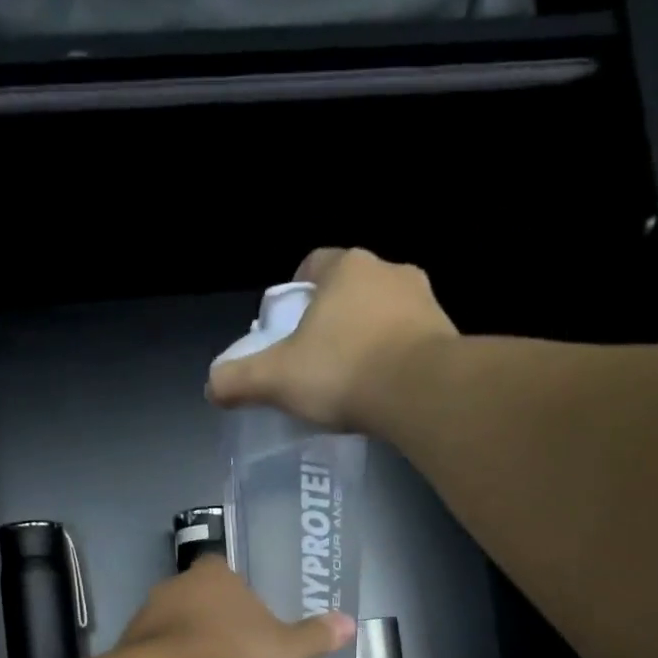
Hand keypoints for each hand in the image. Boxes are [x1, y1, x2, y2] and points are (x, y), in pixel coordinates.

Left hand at [118, 557, 354, 657]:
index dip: (231, 590)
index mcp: (214, 577)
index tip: (242, 614)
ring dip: (180, 644)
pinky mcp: (124, 649)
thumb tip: (350, 623)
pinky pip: (147, 655)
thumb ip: (315, 637)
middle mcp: (174, 587)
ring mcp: (144, 617)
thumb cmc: (237, 656)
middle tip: (225, 650)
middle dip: (206, 619)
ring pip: (166, 626)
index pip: (220, 569)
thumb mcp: (288, 651)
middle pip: (191, 597)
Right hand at [207, 247, 457, 430]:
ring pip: (383, 314)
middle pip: (349, 291)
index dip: (295, 294)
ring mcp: (424, 301)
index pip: (313, 265)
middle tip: (315, 359)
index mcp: (346, 268)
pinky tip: (382, 391)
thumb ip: (239, 379)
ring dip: (366, 338)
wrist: (421, 392)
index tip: (287, 328)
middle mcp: (389, 272)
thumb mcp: (276, 379)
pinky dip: (394, 359)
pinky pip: (410, 341)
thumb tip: (211, 386)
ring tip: (351, 379)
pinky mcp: (446, 334)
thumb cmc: (342, 371)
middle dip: (332, 319)